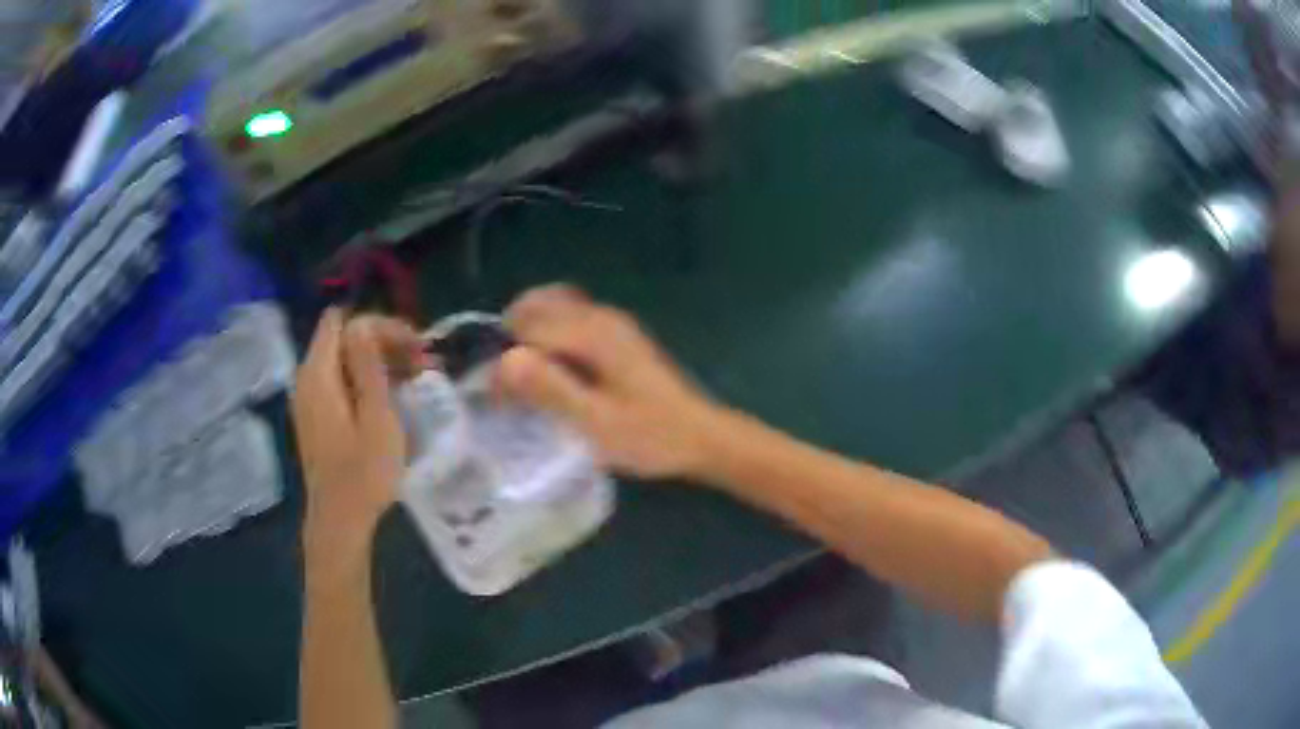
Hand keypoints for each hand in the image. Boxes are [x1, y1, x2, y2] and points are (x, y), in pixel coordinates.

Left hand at [291, 310, 425, 556]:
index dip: (379, 324)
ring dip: (377, 361)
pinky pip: (339, 382)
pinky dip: (364, 380)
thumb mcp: (376, 417)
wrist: (339, 521)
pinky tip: (389, 398)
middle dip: (382, 341)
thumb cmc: (363, 473)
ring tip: (413, 378)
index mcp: (318, 373)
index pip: (344, 321)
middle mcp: (306, 378)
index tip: (413, 345)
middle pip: (342, 338)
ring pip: (342, 360)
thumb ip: (368, 365)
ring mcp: (308, 399)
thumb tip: (365, 323)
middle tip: (421, 362)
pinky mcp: (315, 417)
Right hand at [499, 285, 721, 479]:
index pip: (527, 326)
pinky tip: (551, 368)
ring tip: (522, 375)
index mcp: (594, 333)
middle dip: (510, 336)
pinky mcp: (618, 334)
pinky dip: (549, 332)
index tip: (499, 398)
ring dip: (528, 331)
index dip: (504, 358)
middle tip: (506, 383)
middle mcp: (601, 316)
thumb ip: (550, 390)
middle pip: (537, 304)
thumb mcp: (595, 423)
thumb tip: (504, 360)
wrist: (702, 436)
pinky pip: (570, 316)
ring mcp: (612, 321)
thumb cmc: (650, 435)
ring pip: (553, 305)